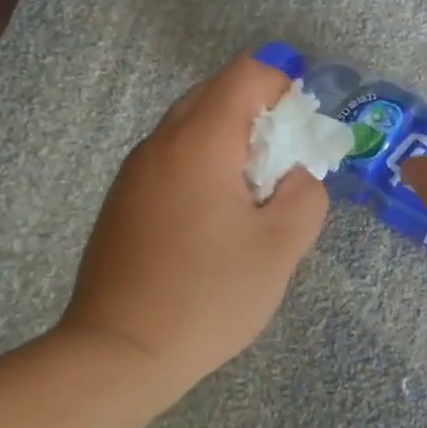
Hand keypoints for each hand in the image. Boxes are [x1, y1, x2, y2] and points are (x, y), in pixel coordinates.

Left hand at [61, 55, 327, 397]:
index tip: (299, 139)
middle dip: (260, 118)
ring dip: (231, 146)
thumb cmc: (208, 296)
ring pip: (192, 128)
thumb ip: (306, 195)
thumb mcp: (281, 247)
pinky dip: (203, 168)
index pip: (246, 74)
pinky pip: (172, 159)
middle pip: (217, 95)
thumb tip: (296, 176)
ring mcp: (134, 172)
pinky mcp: (123, 200)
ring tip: (250, 202)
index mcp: (200, 142)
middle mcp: (160, 143)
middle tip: (281, 172)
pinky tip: (213, 224)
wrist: (120, 352)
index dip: (283, 90)